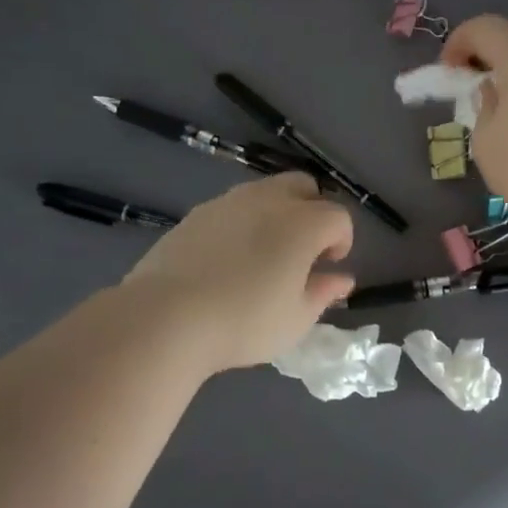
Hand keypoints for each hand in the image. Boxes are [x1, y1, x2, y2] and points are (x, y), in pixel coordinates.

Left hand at [122, 174, 354, 372]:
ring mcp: (229, 202)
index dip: (342, 240)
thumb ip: (323, 293)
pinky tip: (229, 258)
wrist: (165, 317)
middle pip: (304, 186)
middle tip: (303, 249)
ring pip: (266, 191)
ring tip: (265, 253)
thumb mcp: (296, 319)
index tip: (330, 265)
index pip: (338, 217)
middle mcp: (270, 200)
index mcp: (303, 223)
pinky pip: (233, 207)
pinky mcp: (197, 213)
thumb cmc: (244, 321)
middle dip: (313, 210)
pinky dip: (243, 222)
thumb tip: (342, 279)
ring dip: (277, 212)